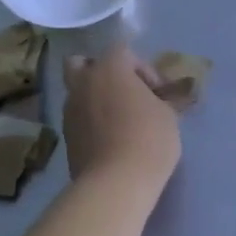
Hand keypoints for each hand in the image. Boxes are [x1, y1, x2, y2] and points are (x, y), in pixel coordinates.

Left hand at [61, 44, 180, 189]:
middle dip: (101, 73)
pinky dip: (90, 121)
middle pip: (82, 63)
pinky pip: (78, 117)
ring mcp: (70, 110)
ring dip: (95, 98)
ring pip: (78, 92)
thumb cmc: (149, 139)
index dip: (143, 69)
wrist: (116, 182)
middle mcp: (83, 83)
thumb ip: (162, 100)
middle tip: (124, 92)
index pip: (123, 52)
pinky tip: (110, 139)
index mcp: (109, 69)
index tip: (158, 92)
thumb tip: (160, 99)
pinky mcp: (66, 136)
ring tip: (118, 120)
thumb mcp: (168, 115)